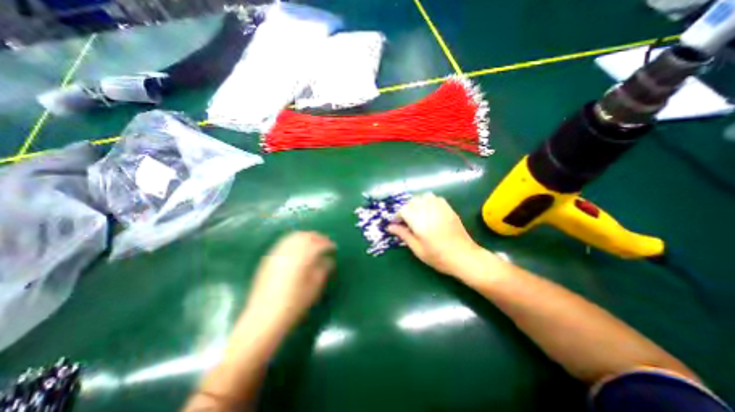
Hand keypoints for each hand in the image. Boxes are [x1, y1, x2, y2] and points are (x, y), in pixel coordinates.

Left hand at [243, 232, 335, 334]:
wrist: (263, 318)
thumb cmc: (293, 305)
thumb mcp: (314, 288)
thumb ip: (323, 270)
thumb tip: (329, 260)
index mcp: (302, 259)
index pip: (318, 244)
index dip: (328, 243)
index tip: (334, 247)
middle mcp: (289, 252)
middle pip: (305, 236)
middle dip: (317, 237)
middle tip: (325, 242)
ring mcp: (277, 254)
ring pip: (293, 237)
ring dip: (305, 236)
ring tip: (312, 242)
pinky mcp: (269, 259)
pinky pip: (283, 242)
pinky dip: (293, 240)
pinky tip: (297, 247)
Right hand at [387, 193, 487, 275]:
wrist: (464, 257)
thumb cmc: (438, 256)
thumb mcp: (417, 249)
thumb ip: (403, 234)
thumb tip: (390, 227)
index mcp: (420, 222)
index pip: (404, 210)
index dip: (398, 216)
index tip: (397, 223)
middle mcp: (429, 211)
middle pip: (413, 201)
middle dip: (406, 209)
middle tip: (406, 221)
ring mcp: (441, 208)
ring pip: (424, 197)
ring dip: (417, 203)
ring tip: (417, 214)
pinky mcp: (449, 209)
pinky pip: (436, 198)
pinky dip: (429, 201)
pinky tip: (429, 211)